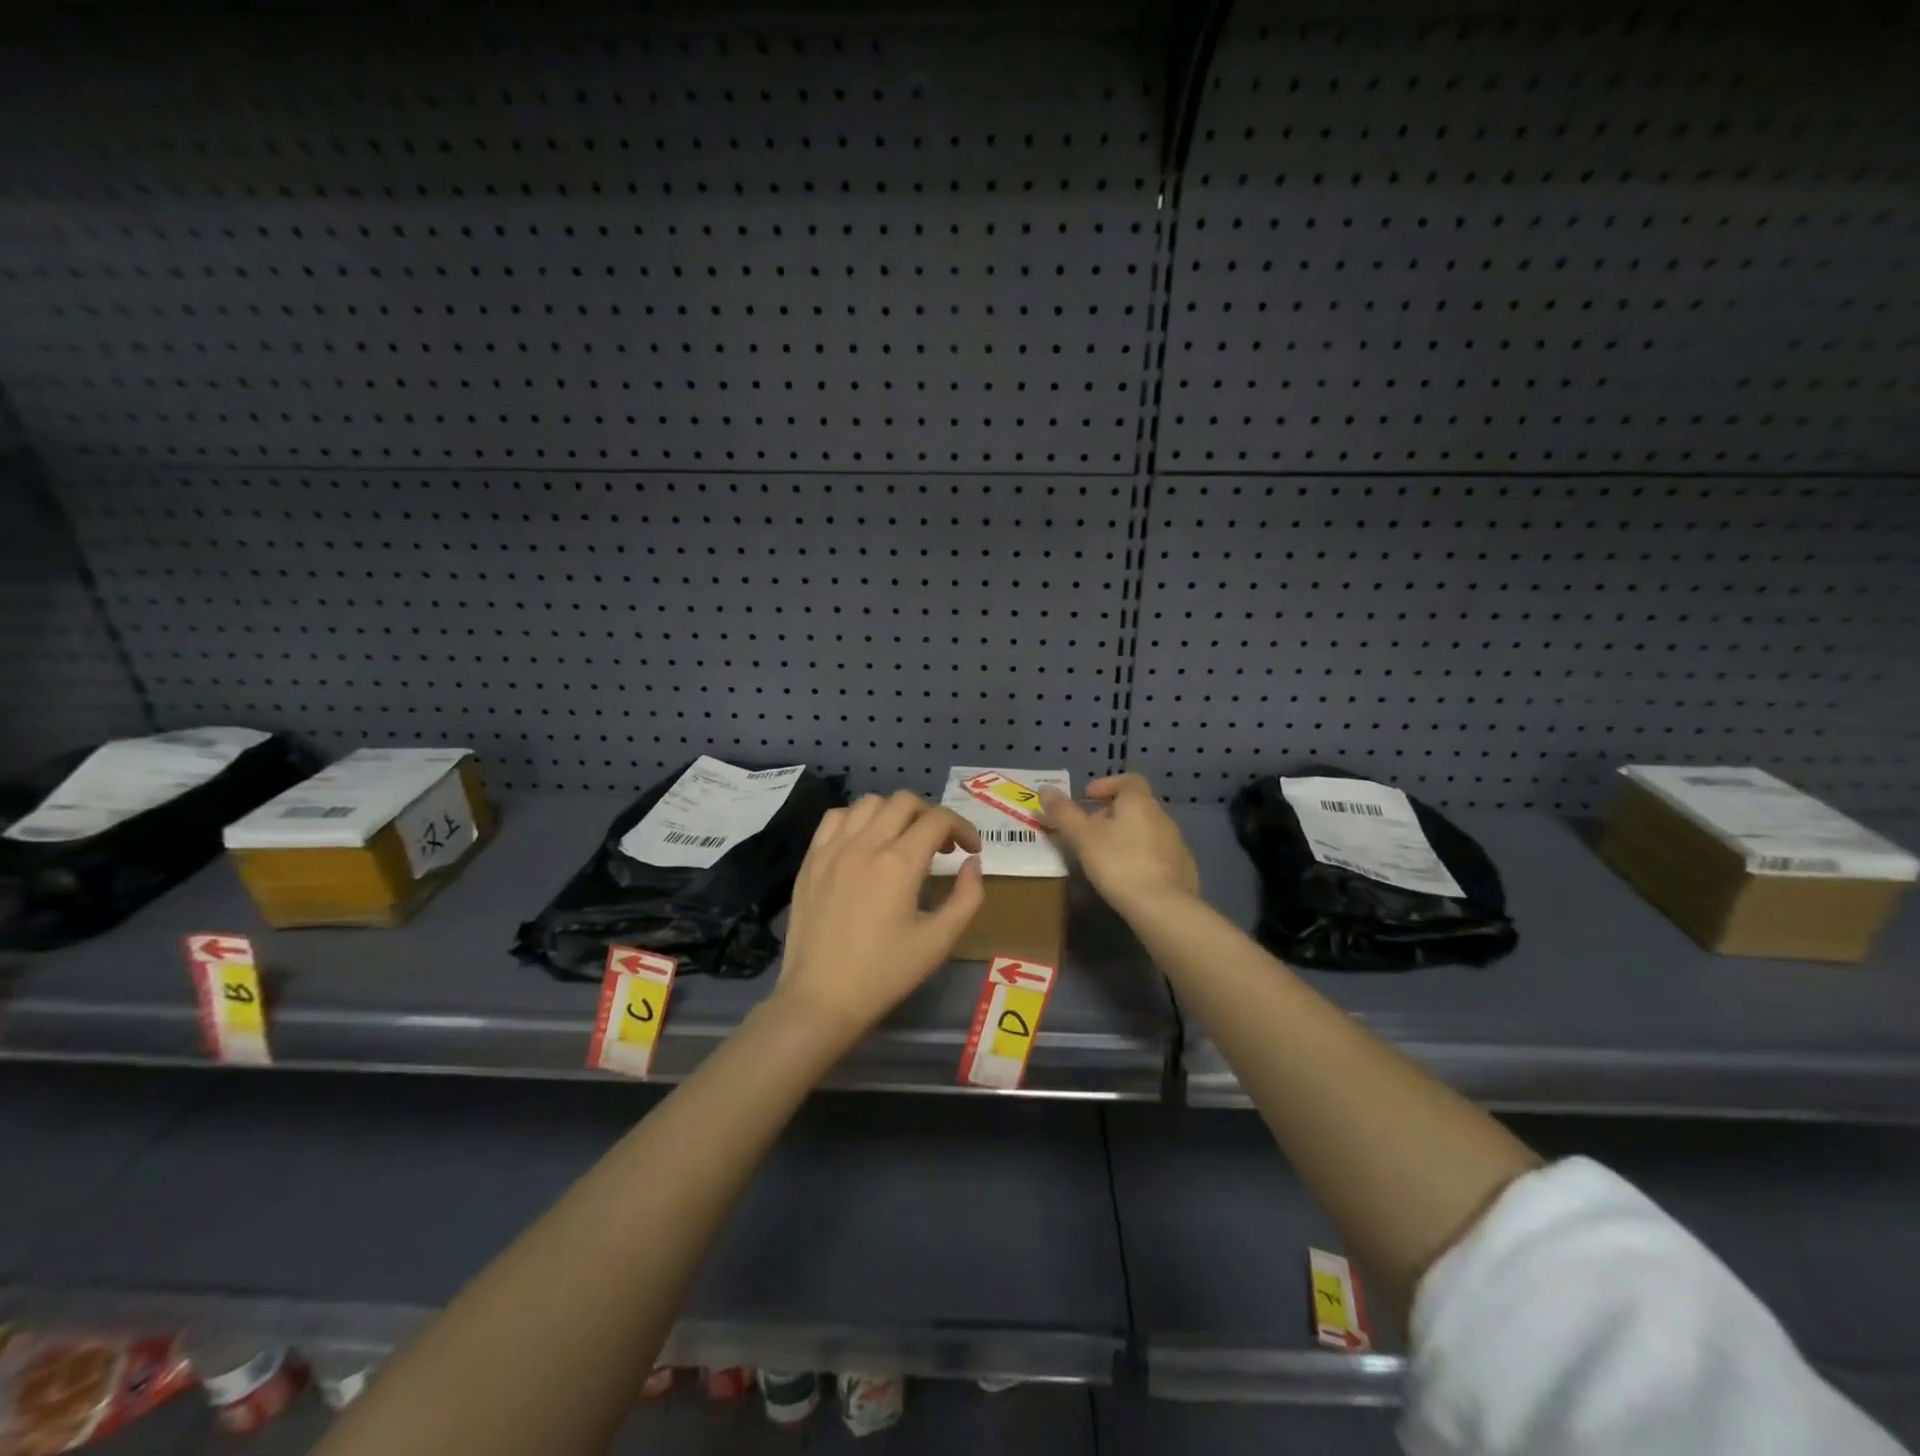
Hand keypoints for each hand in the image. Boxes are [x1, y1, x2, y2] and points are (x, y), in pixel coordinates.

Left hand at [773, 791, 983, 1050]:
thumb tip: (973, 863)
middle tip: (940, 845)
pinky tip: (865, 842)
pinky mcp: (811, 859)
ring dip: (894, 813)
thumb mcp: (938, 942)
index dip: (962, 827)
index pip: (938, 820)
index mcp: (899, 863)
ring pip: (869, 803)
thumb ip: (967, 897)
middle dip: (931, 815)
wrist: (821, 999)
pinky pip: (835, 818)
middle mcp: (865, 844)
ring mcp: (833, 849)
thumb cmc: (885, 974)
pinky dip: (857, 819)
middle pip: (904, 801)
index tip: (970, 850)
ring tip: (903, 840)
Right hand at [1040, 773, 1199, 913]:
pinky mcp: (1183, 869)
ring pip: (1146, 831)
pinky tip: (1128, 877)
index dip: (1106, 784)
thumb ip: (1064, 813)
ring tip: (1105, 856)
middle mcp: (1162, 817)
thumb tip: (1044, 789)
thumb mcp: (1083, 838)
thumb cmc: (1119, 864)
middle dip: (1111, 813)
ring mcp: (1176, 844)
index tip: (1087, 797)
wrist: (1164, 908)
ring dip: (1126, 836)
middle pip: (1135, 805)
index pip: (1128, 780)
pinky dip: (1140, 857)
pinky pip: (1157, 854)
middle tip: (1089, 831)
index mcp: (1140, 803)